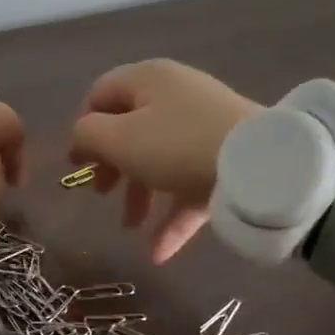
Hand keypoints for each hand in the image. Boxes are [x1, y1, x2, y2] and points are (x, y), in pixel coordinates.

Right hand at [69, 59, 259, 262]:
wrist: (257, 164)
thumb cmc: (176, 145)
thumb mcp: (119, 140)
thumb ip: (88, 136)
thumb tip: (82, 140)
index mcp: (147, 80)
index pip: (102, 94)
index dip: (84, 128)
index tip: (78, 164)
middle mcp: (175, 97)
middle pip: (131, 130)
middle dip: (112, 167)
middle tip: (102, 194)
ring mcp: (204, 128)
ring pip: (160, 161)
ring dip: (140, 196)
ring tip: (130, 228)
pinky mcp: (225, 159)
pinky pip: (190, 186)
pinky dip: (173, 217)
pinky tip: (159, 254)